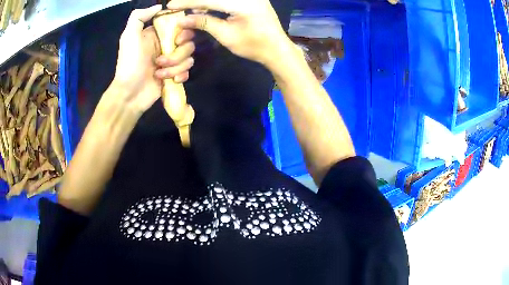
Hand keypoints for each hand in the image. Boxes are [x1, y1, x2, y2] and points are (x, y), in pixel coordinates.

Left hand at [111, 5, 194, 112]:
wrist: (129, 93)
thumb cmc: (129, 63)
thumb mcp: (129, 36)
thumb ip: (139, 16)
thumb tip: (160, 6)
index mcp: (157, 34)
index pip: (180, 26)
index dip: (183, 31)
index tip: (177, 39)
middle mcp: (166, 45)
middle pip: (188, 42)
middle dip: (177, 53)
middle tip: (161, 61)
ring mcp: (171, 61)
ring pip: (189, 57)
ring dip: (174, 67)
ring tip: (159, 73)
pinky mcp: (174, 74)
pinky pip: (187, 71)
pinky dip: (180, 76)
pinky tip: (170, 81)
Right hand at [167, 0, 291, 66]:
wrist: (277, 48)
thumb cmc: (254, 46)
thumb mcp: (226, 35)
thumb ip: (204, 23)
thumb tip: (183, 19)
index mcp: (243, 3)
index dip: (188, 2)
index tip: (171, 5)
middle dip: (195, 1)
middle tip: (179, 6)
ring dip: (204, 1)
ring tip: (191, 10)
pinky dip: (215, 2)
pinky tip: (205, 7)